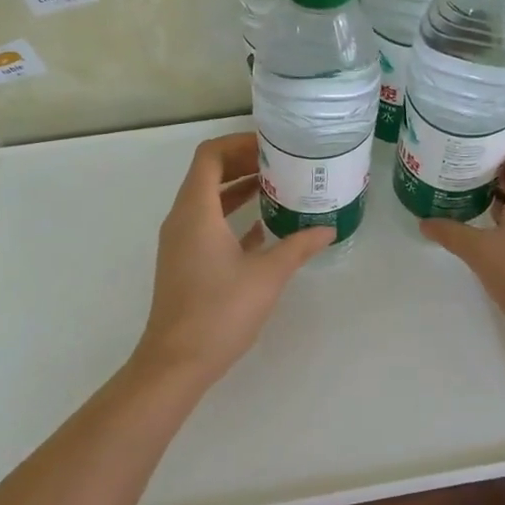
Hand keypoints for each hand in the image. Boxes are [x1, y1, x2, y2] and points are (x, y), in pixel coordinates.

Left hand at [131, 132, 332, 387]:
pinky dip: (231, 216)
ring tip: (278, 188)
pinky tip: (263, 227)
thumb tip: (327, 229)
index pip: (210, 156)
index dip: (239, 143)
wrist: (177, 362)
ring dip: (238, 189)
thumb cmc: (220, 311)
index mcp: (196, 210)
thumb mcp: (267, 276)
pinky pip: (207, 224)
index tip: (272, 146)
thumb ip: (297, 247)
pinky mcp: (184, 262)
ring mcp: (180, 242)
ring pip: (207, 200)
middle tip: (281, 163)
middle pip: (208, 174)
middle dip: (243, 163)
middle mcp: (182, 218)